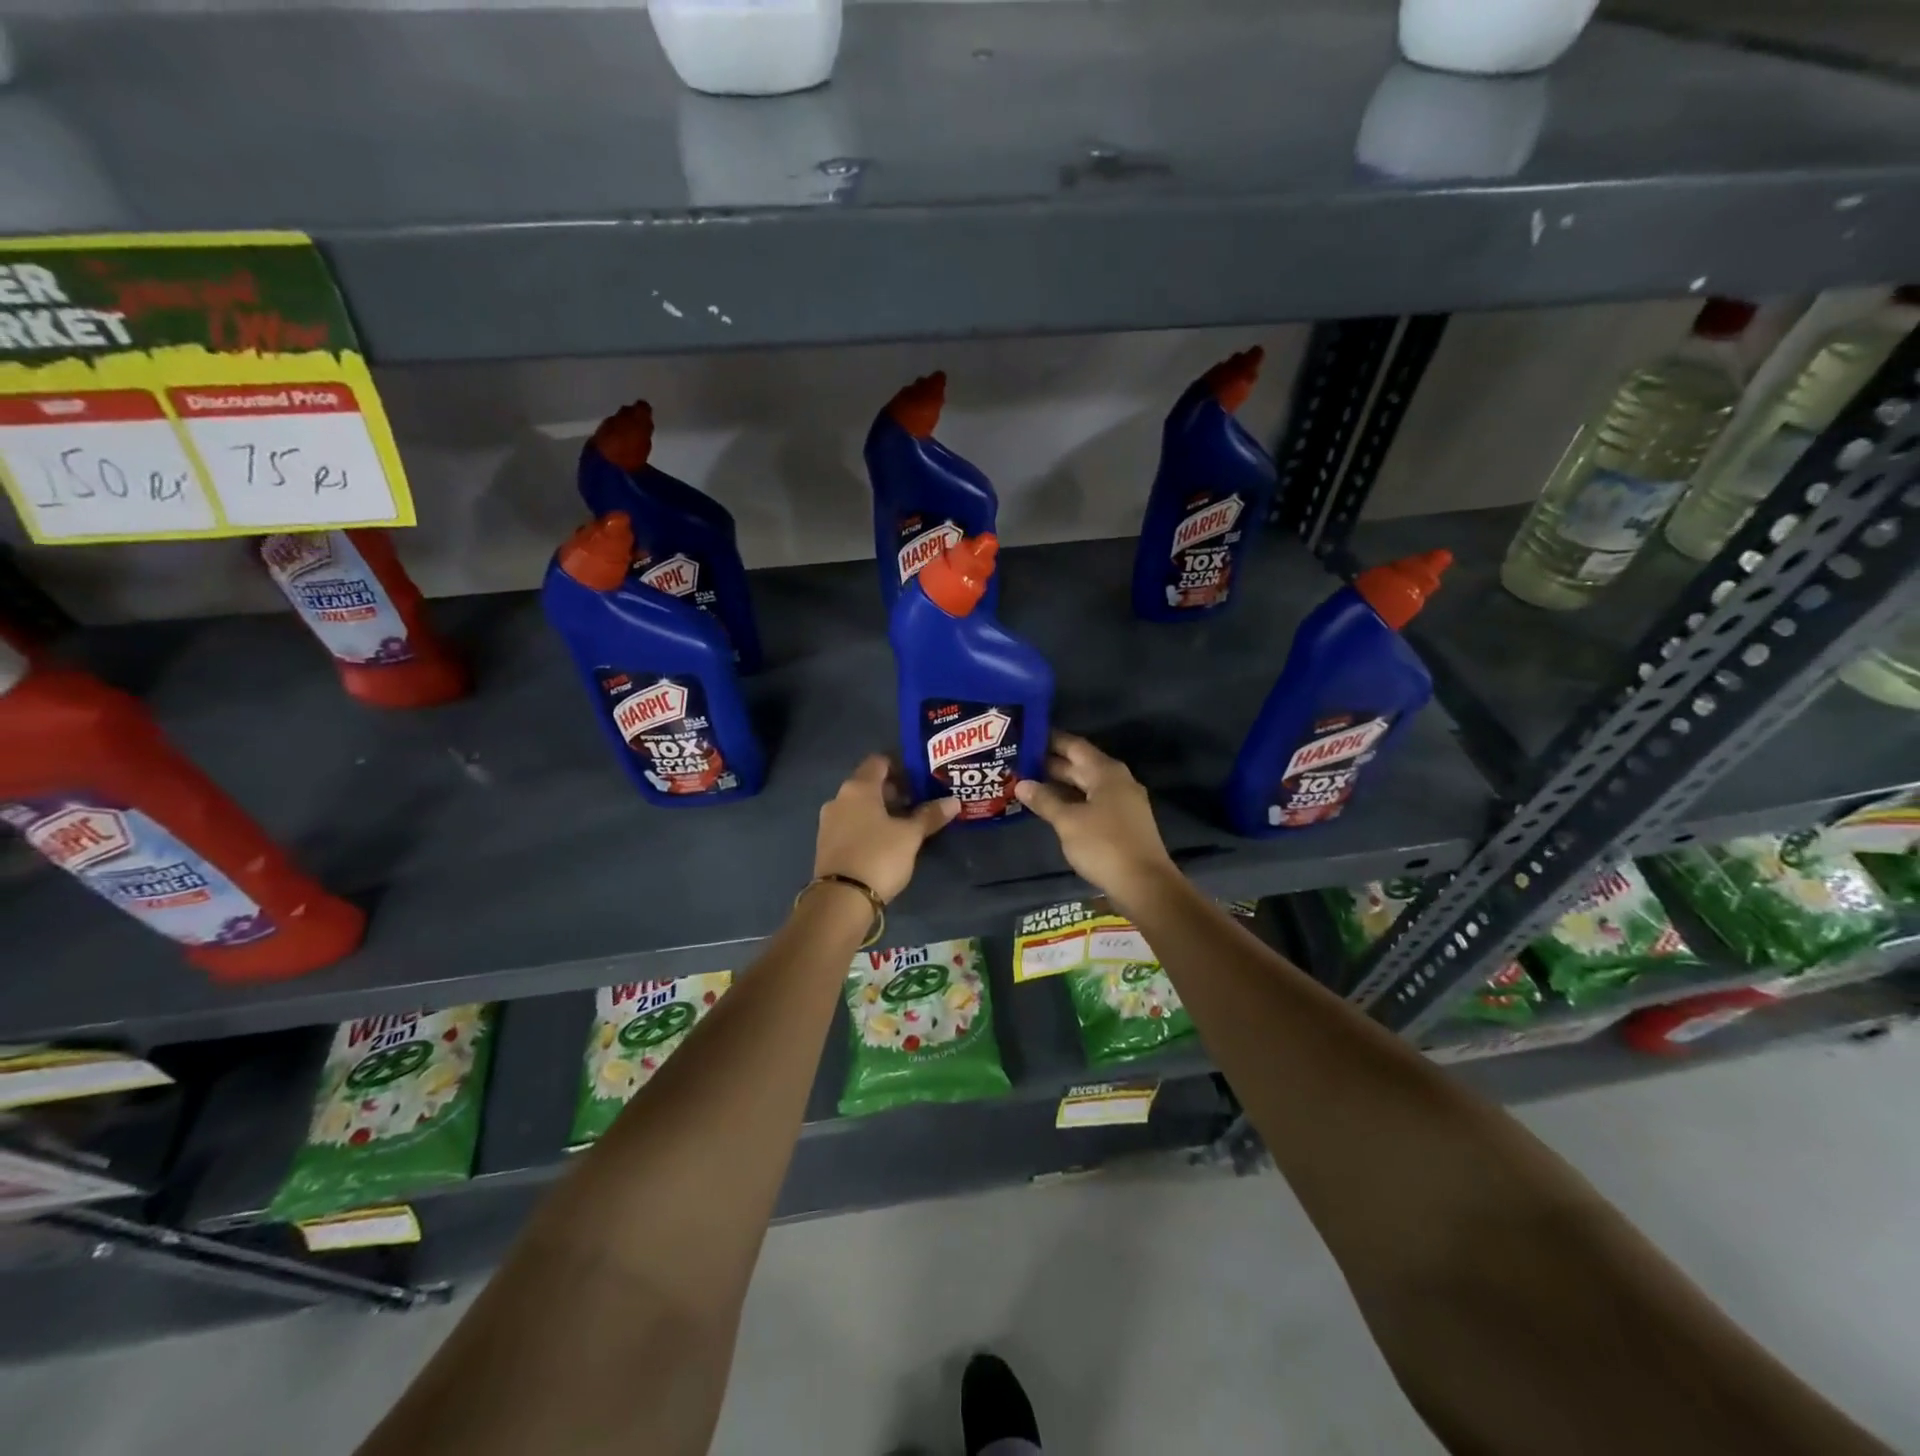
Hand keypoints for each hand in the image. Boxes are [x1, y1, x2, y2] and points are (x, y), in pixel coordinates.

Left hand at [814, 755, 958, 902]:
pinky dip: (867, 826)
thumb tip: (953, 801)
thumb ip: (930, 815)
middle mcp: (839, 798)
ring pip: (858, 806)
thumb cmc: (879, 856)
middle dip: (893, 791)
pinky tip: (884, 842)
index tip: (920, 779)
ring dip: (880, 810)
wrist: (841, 900)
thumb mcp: (910, 836)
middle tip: (918, 803)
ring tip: (904, 824)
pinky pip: (850, 824)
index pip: (879, 762)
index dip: (900, 766)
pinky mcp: (826, 844)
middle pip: (868, 784)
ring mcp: (828, 822)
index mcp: (858, 788)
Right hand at [1014, 732, 1176, 904]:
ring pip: (1086, 785)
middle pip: (1080, 765)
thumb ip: (1044, 800)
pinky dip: (1071, 801)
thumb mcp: (1068, 821)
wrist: (1144, 885)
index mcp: (1106, 772)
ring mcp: (1122, 802)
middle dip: (1050, 763)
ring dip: (1059, 784)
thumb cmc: (1104, 845)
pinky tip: (1051, 808)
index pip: (1074, 745)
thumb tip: (1022, 784)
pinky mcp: (1122, 823)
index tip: (1025, 736)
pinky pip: (1092, 802)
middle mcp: (1117, 781)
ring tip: (1028, 783)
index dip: (1050, 740)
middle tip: (1018, 761)